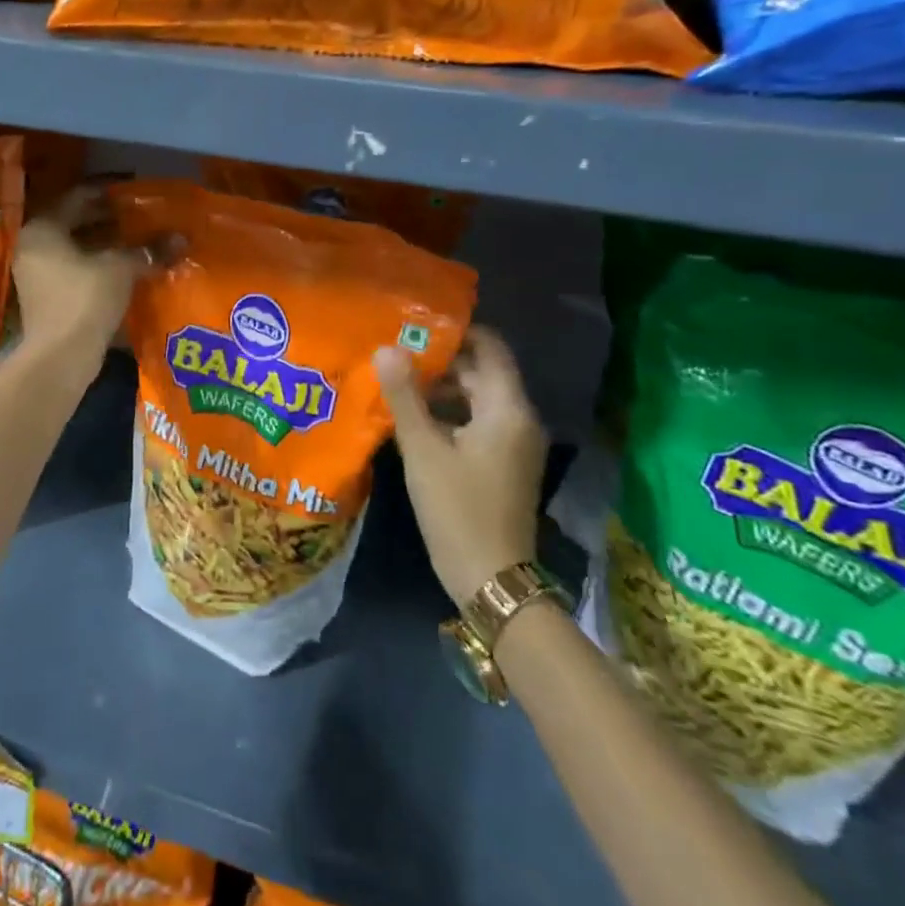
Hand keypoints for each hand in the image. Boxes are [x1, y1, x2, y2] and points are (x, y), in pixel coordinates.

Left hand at [10, 188, 158, 377]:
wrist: (60, 357)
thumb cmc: (85, 299)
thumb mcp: (120, 268)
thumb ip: (147, 249)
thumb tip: (180, 238)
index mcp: (43, 229)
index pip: (77, 198)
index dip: (108, 193)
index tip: (133, 191)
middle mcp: (33, 247)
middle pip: (75, 223)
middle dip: (108, 220)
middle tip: (140, 216)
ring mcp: (36, 274)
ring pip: (76, 249)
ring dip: (105, 244)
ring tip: (138, 241)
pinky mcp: (47, 298)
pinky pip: (74, 270)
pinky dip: (98, 265)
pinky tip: (126, 268)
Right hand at [375, 327, 547, 606]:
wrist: (491, 579)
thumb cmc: (457, 508)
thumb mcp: (423, 449)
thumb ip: (403, 396)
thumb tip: (386, 347)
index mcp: (507, 409)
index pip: (490, 348)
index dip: (455, 332)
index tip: (413, 326)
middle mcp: (518, 419)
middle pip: (479, 373)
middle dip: (438, 361)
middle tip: (392, 353)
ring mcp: (513, 444)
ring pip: (474, 398)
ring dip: (438, 389)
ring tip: (393, 383)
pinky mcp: (502, 463)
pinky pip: (474, 422)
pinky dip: (446, 414)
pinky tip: (410, 420)